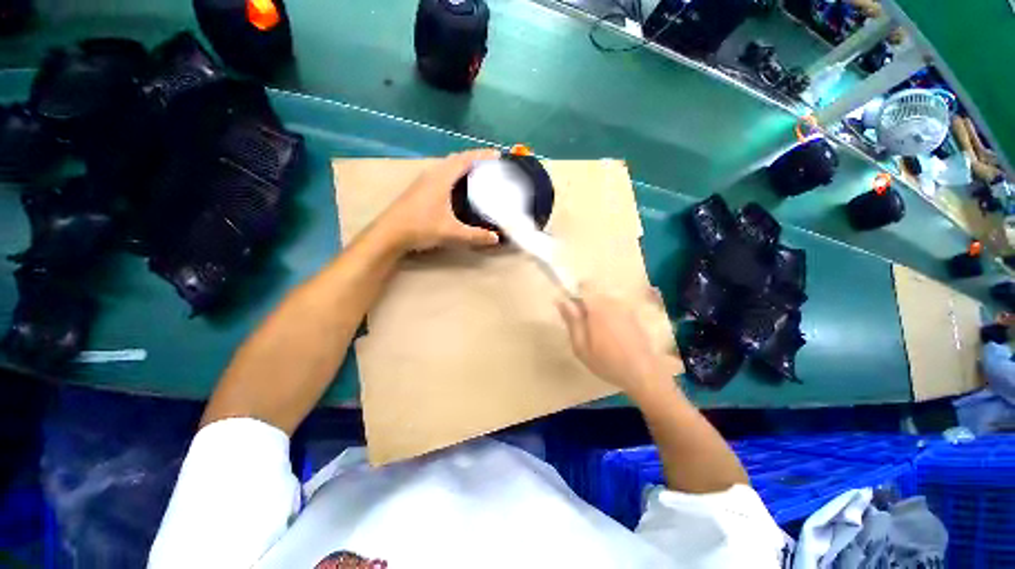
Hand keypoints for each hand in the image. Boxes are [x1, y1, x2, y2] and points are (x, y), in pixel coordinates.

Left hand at [376, 149, 500, 252]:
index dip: (482, 155)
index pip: (464, 159)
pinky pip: (441, 174)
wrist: (389, 234)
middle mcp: (432, 174)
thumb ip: (475, 235)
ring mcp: (423, 181)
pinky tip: (458, 188)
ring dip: (462, 166)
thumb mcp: (452, 233)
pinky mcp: (419, 189)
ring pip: (447, 167)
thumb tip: (495, 238)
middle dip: (474, 159)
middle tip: (490, 165)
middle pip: (456, 159)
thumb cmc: (421, 228)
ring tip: (477, 174)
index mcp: (441, 179)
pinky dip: (454, 175)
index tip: (497, 154)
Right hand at [557, 286, 673, 397]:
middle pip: (593, 292)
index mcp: (598, 308)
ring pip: (603, 300)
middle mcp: (613, 302)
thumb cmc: (607, 362)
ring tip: (597, 333)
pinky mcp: (632, 314)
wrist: (643, 373)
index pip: (583, 286)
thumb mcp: (581, 347)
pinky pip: (614, 307)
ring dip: (596, 310)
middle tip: (583, 327)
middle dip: (585, 304)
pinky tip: (610, 335)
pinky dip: (608, 315)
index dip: (574, 294)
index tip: (571, 311)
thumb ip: (571, 321)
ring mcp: (625, 307)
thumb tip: (561, 301)